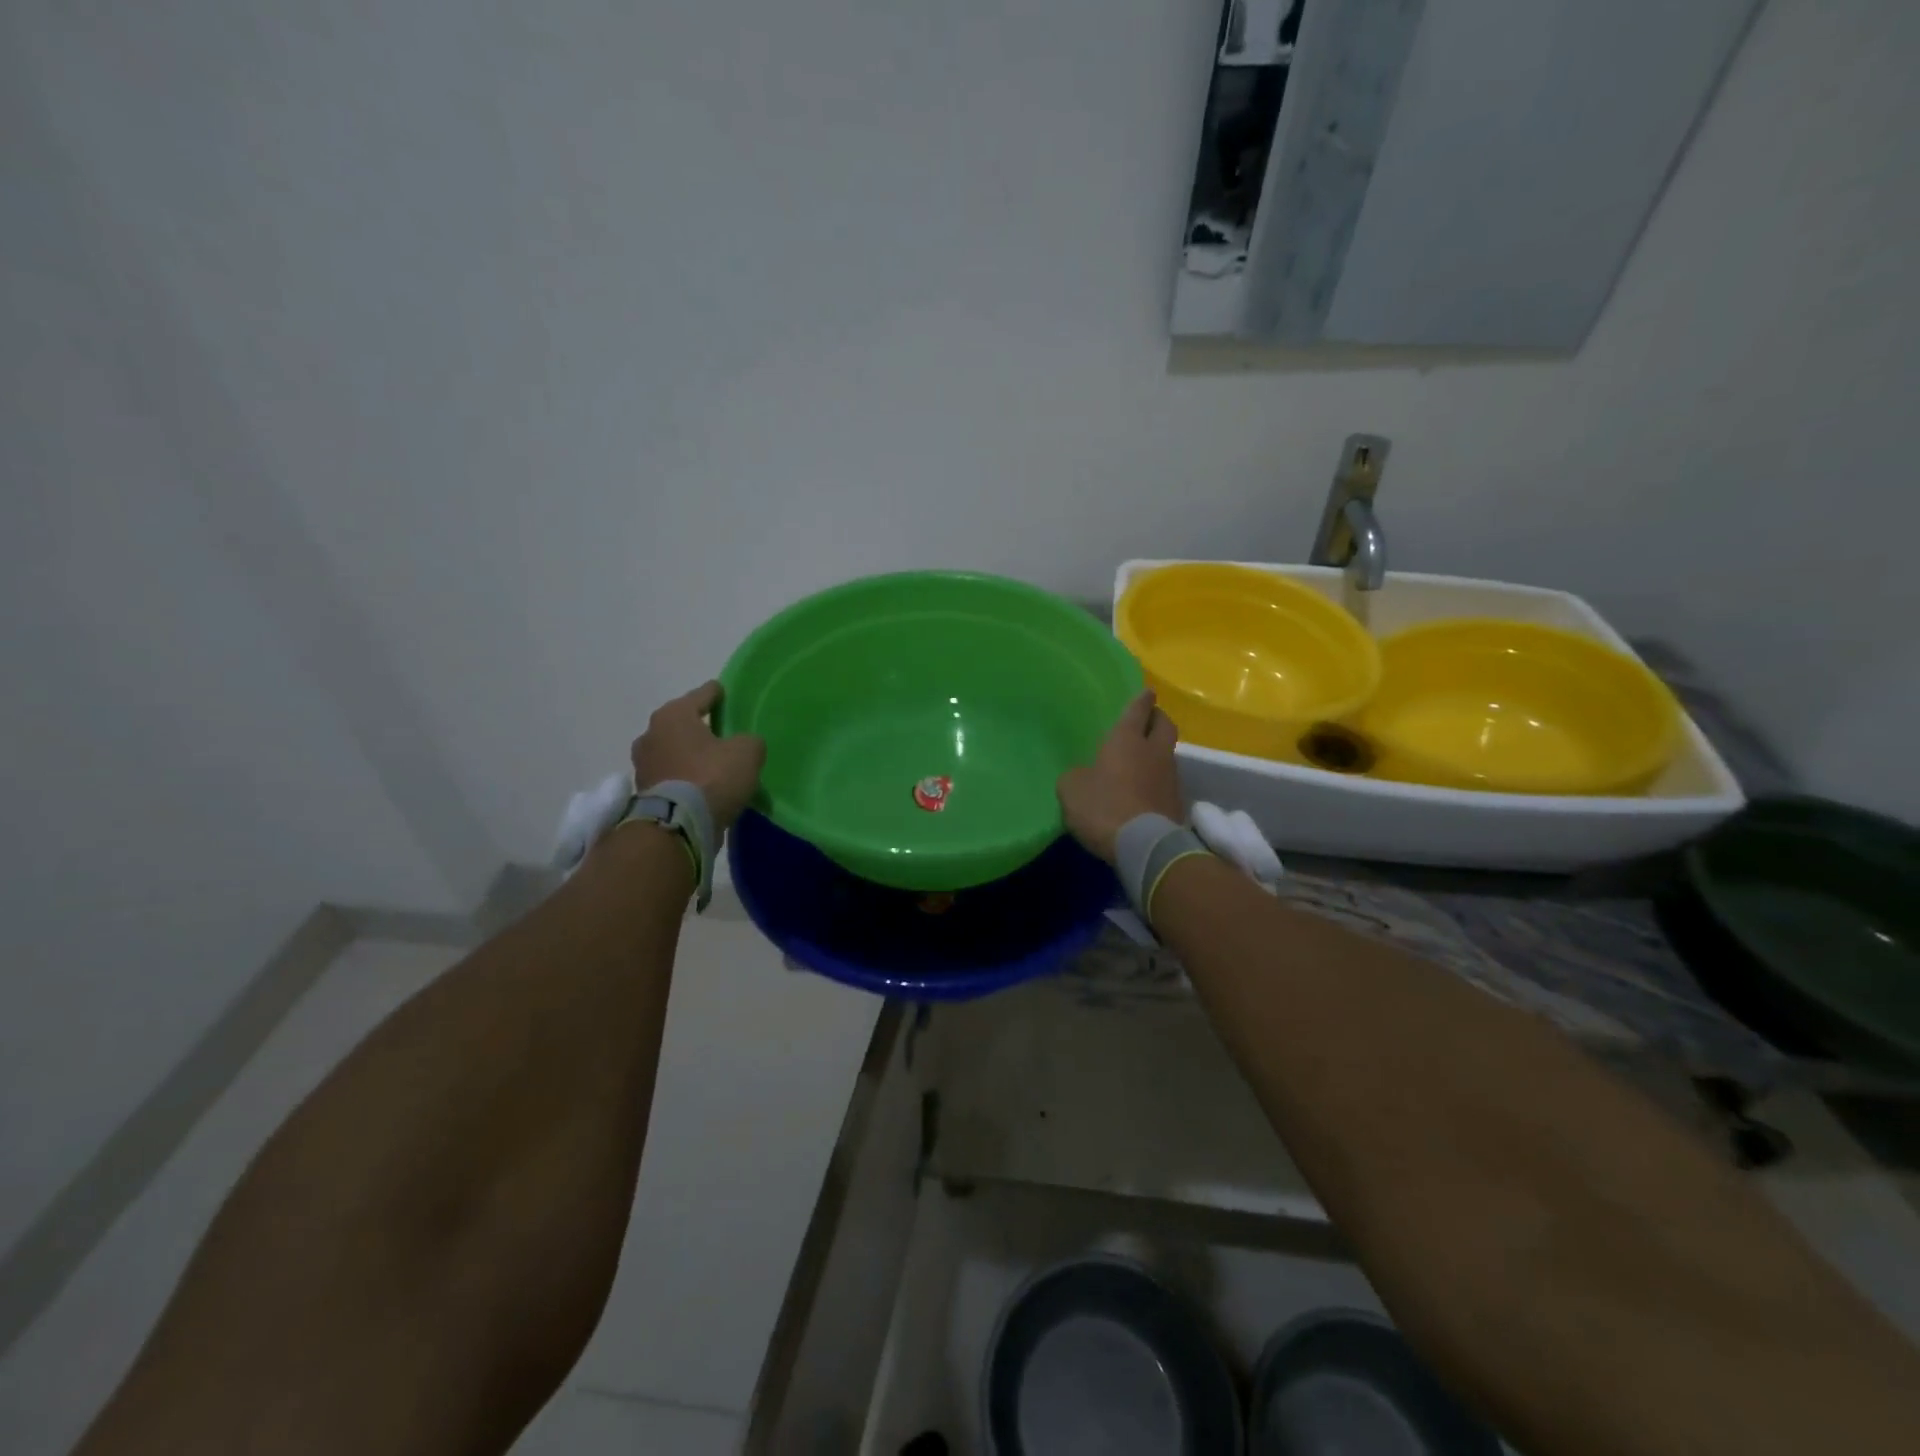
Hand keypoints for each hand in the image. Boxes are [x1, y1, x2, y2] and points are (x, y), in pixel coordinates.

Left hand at [631, 681, 765, 833]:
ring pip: (674, 751)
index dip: (716, 693)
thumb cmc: (712, 777)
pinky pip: (671, 776)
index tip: (724, 692)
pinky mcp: (644, 792)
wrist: (679, 826)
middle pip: (682, 724)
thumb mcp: (747, 752)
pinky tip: (702, 786)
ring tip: (712, 763)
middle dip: (699, 728)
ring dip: (690, 756)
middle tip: (721, 733)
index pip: (701, 695)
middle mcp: (651, 734)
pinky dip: (684, 778)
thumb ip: (748, 741)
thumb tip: (743, 745)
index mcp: (673, 715)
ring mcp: (643, 765)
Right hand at [1057, 690, 1184, 864]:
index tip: (1147, 692)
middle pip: (1164, 725)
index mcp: (1126, 740)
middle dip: (1157, 719)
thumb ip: (1076, 776)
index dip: (1141, 700)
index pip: (1137, 710)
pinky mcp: (1177, 802)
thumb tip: (1082, 775)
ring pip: (1167, 754)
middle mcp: (1153, 752)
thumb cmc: (1104, 807)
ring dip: (1158, 752)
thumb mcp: (1072, 790)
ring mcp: (1170, 777)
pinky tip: (1145, 790)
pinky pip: (1167, 782)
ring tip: (1143, 759)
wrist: (1145, 845)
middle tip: (1149, 719)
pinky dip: (1158, 781)